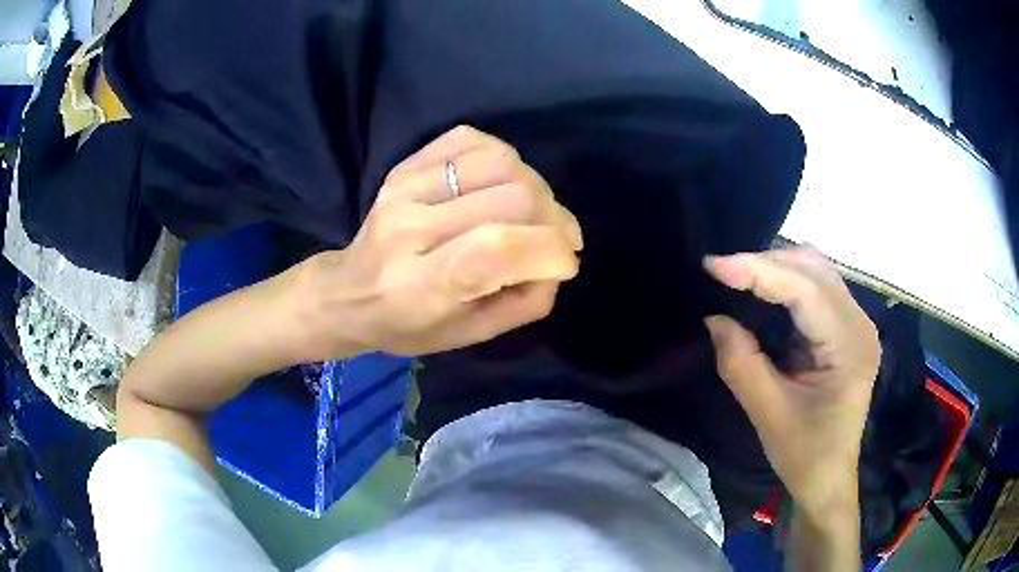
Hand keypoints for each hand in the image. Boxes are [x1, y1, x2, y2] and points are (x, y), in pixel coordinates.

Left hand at [297, 126, 583, 358]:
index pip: (500, 248)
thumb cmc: (408, 325)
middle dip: (553, 219)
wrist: (348, 293)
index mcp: (423, 285)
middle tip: (554, 239)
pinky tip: (502, 184)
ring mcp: (406, 187)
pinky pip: (472, 140)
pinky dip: (504, 158)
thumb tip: (558, 261)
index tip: (565, 262)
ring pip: (500, 161)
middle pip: (511, 196)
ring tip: (532, 212)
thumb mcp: (470, 335)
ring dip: (534, 186)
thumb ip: (524, 302)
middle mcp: (411, 227)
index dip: (551, 250)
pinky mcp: (406, 165)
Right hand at [703, 247, 879, 518]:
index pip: (806, 289)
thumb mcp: (768, 415)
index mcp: (850, 346)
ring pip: (816, 270)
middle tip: (722, 272)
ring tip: (738, 277)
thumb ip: (741, 364)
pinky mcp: (847, 328)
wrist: (828, 478)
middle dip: (766, 262)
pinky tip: (764, 290)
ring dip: (777, 267)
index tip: (713, 265)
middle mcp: (859, 323)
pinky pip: (817, 287)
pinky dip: (787, 281)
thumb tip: (714, 318)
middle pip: (814, 268)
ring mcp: (856, 323)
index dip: (759, 270)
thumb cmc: (805, 455)